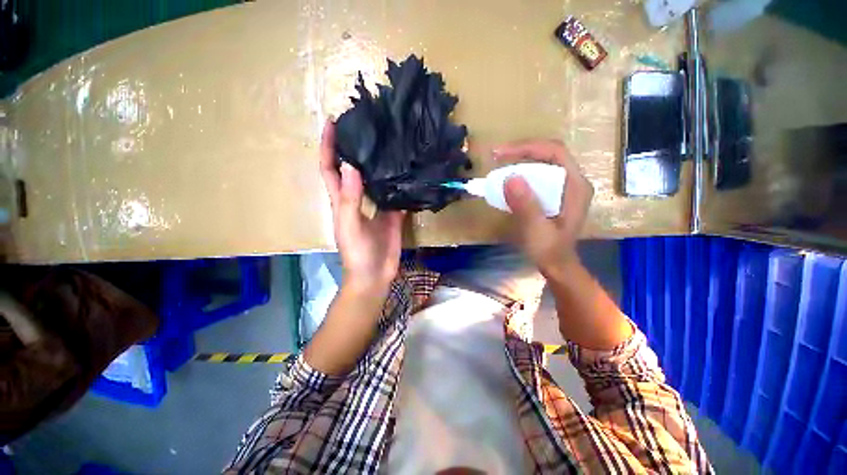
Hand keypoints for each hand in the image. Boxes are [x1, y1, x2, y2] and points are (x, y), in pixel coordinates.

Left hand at [319, 121, 403, 293]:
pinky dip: (399, 182)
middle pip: (353, 169)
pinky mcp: (392, 214)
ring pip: (376, 180)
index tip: (333, 122)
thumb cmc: (357, 252)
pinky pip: (395, 194)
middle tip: (367, 127)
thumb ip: (350, 197)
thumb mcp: (349, 224)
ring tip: (388, 141)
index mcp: (341, 200)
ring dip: (378, 162)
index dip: (328, 146)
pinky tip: (407, 168)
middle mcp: (358, 198)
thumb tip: (350, 164)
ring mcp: (377, 206)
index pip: (330, 168)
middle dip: (355, 148)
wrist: (375, 274)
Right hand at [494, 140, 593, 279]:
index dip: (527, 148)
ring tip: (499, 164)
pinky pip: (538, 174)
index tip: (501, 154)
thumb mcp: (536, 230)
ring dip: (520, 160)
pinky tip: (508, 179)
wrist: (556, 264)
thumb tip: (510, 178)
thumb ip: (526, 205)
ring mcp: (564, 186)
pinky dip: (521, 172)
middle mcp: (573, 181)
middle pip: (548, 153)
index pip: (555, 152)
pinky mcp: (554, 193)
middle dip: (521, 151)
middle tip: (496, 156)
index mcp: (576, 186)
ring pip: (542, 162)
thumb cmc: (549, 250)